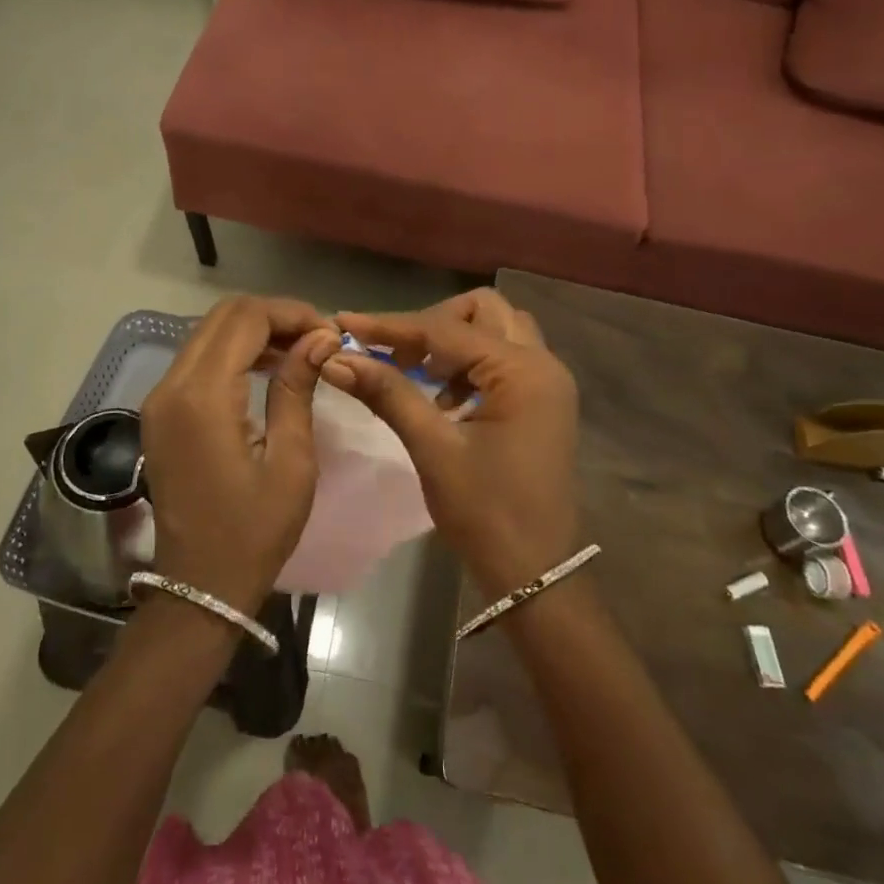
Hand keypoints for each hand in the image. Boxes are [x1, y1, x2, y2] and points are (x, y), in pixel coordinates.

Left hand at [140, 297, 338, 615]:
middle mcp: (171, 386)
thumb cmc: (254, 531)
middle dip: (274, 317)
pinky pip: (198, 360)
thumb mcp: (291, 461)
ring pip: (208, 334)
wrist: (200, 585)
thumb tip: (321, 337)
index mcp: (203, 398)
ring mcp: (160, 399)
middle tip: (317, 339)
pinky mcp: (160, 412)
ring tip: (300, 352)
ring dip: (254, 332)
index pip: (246, 319)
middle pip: (223, 317)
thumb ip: (298, 389)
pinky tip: (267, 370)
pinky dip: (234, 352)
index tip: (330, 332)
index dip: (291, 313)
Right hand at [324, 289, 579, 595]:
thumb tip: (336, 358)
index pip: (447, 330)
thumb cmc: (485, 513)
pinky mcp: (541, 402)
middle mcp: (544, 364)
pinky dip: (469, 364)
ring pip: (496, 331)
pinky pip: (503, 359)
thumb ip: (388, 394)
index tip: (345, 323)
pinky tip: (442, 398)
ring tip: (416, 375)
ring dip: (454, 342)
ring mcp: (547, 383)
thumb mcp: (433, 449)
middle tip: (396, 355)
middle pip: (483, 311)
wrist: (535, 572)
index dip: (392, 326)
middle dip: (433, 324)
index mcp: (524, 372)